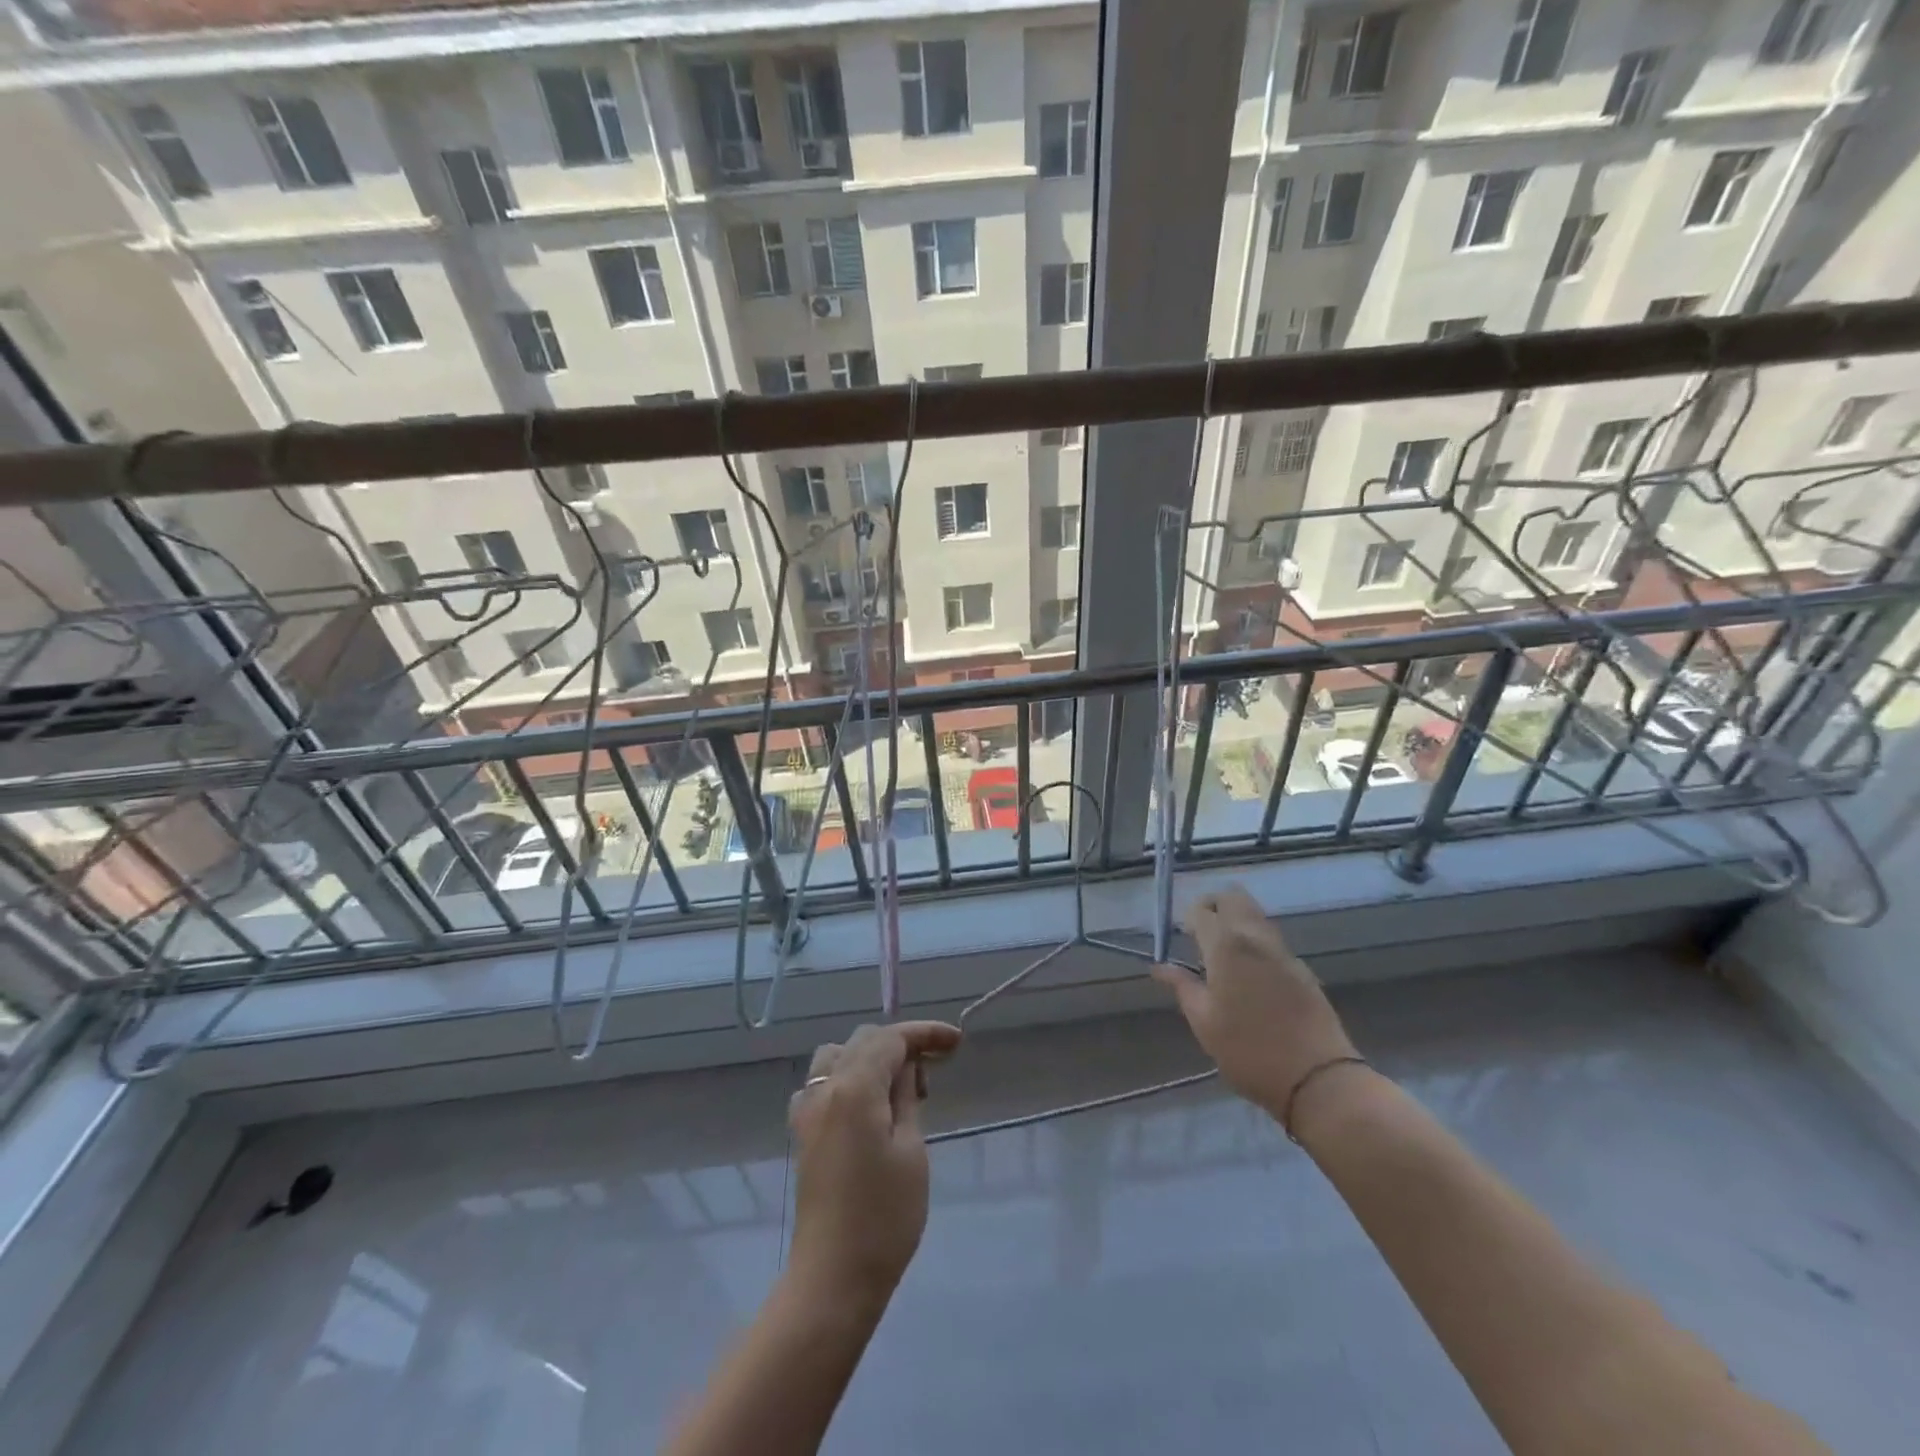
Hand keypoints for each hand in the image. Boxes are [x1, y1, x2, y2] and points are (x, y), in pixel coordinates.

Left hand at [787, 1021, 961, 1302]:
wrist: (833, 1279)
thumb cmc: (884, 1217)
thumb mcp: (911, 1151)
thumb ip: (907, 1097)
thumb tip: (906, 1067)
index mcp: (854, 1087)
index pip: (890, 1038)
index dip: (925, 1033)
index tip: (956, 1041)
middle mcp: (824, 1088)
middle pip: (863, 1041)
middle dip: (901, 1044)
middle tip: (934, 1072)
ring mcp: (807, 1110)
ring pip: (837, 1056)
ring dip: (870, 1058)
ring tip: (899, 1089)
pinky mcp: (802, 1134)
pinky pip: (822, 1083)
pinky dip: (846, 1078)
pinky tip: (866, 1107)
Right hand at [1152, 886, 1355, 1116]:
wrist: (1318, 1079)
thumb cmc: (1249, 1051)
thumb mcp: (1204, 1022)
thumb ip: (1182, 987)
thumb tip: (1160, 967)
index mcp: (1227, 946)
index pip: (1202, 910)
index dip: (1188, 918)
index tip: (1182, 938)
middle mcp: (1256, 938)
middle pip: (1235, 898)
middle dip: (1214, 906)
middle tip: (1201, 934)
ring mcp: (1284, 952)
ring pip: (1256, 916)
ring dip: (1237, 921)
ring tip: (1224, 955)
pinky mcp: (1302, 969)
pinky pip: (1272, 940)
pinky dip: (1256, 942)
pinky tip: (1250, 975)